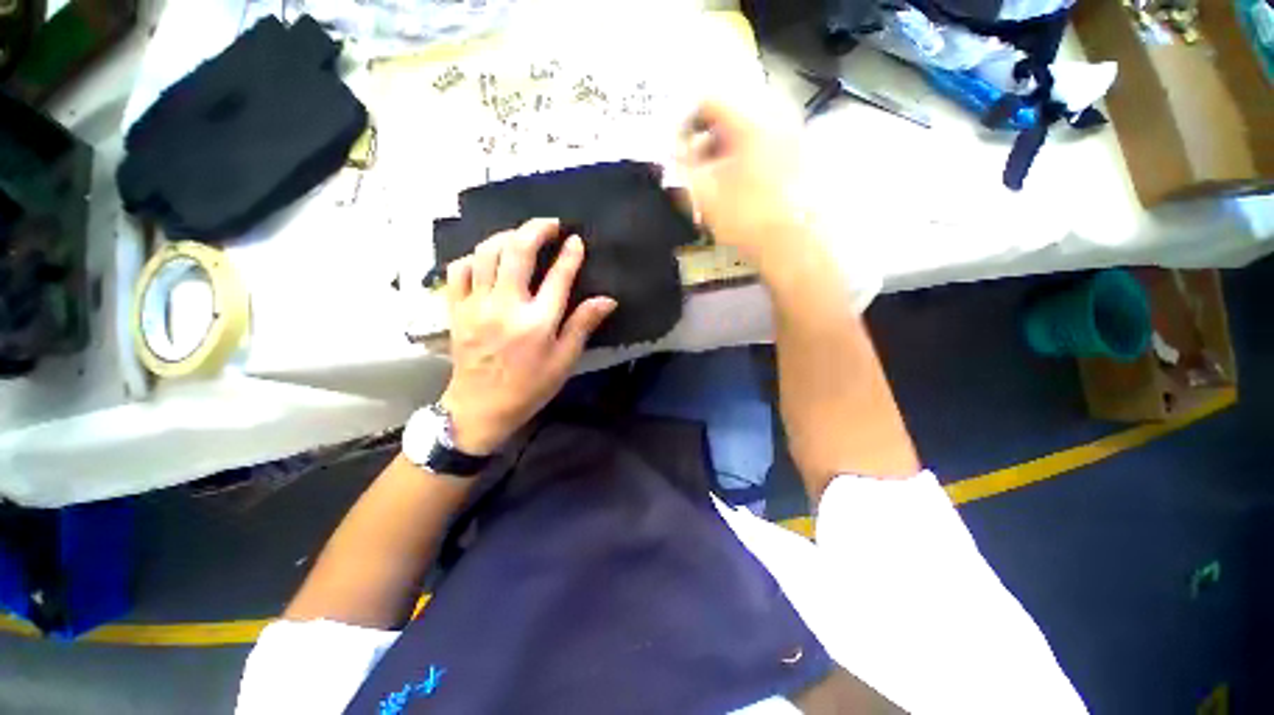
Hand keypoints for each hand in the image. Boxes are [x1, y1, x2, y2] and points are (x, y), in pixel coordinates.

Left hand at [439, 218, 617, 454]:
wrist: (480, 408)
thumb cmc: (530, 386)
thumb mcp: (564, 360)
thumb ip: (583, 325)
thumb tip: (608, 299)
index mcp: (538, 322)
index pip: (558, 276)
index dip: (570, 254)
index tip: (576, 240)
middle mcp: (506, 306)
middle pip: (518, 252)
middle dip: (536, 229)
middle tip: (550, 224)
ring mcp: (477, 305)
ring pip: (487, 253)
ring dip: (506, 236)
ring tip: (521, 235)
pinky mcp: (456, 309)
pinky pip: (459, 270)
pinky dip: (474, 256)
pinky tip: (487, 258)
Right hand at [675, 95, 813, 268]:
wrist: (795, 242)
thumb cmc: (747, 217)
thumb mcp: (704, 195)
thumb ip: (681, 169)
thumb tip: (670, 154)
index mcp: (749, 118)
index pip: (708, 100)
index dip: (686, 123)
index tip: (679, 150)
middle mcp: (775, 113)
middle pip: (731, 109)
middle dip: (708, 134)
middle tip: (698, 163)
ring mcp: (792, 129)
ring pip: (750, 122)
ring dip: (727, 143)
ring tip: (718, 174)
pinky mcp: (801, 149)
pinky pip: (767, 135)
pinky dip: (747, 149)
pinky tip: (742, 178)